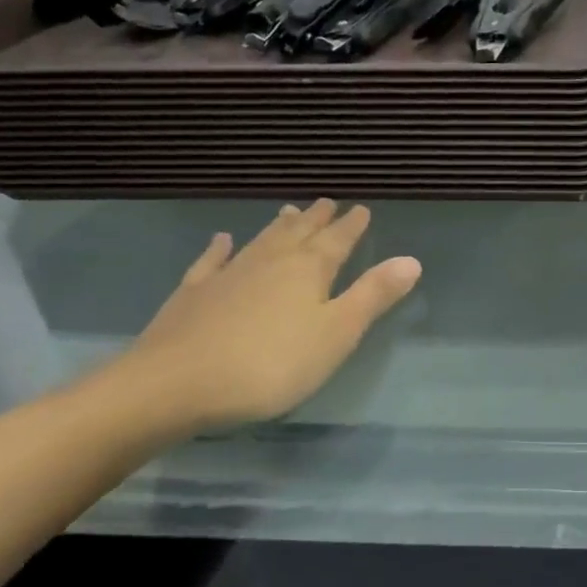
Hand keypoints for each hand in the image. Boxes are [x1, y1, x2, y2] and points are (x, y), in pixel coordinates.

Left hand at [121, 199, 420, 431]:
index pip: (338, 241)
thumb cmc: (271, 364)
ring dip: (279, 226)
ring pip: (261, 241)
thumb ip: (373, 296)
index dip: (352, 226)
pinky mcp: (193, 294)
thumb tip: (411, 260)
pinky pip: (211, 261)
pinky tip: (222, 239)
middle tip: (327, 202)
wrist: (175, 384)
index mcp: (309, 270)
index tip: (361, 209)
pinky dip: (220, 248)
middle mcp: (270, 262)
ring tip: (290, 211)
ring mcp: (228, 274)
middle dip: (317, 219)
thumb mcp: (337, 334)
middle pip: (299, 233)